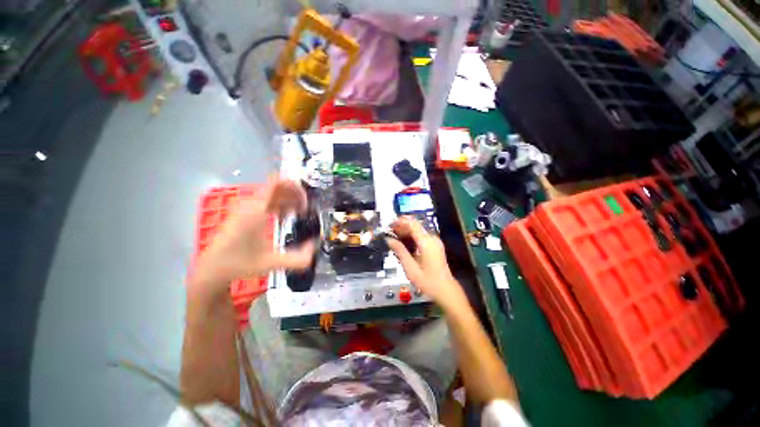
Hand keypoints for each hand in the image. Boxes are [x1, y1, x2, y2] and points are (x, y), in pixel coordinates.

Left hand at [189, 178, 315, 297]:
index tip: (306, 202)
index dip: (295, 187)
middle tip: (305, 209)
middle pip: (277, 186)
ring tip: (298, 213)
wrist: (212, 269)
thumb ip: (298, 258)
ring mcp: (245, 207)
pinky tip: (284, 216)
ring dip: (288, 200)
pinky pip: (265, 200)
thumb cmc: (240, 263)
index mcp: (256, 209)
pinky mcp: (243, 212)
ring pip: (271, 194)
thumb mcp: (273, 263)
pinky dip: (278, 204)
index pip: (276, 182)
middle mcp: (250, 204)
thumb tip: (314, 247)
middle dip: (295, 195)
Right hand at [386, 217, 466, 311]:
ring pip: (418, 230)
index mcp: (426, 242)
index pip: (412, 224)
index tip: (389, 224)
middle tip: (389, 231)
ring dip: (406, 231)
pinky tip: (404, 242)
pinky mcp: (435, 246)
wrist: (446, 290)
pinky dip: (412, 236)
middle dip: (401, 226)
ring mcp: (435, 242)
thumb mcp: (411, 268)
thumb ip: (400, 251)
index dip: (400, 221)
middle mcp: (432, 239)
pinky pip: (421, 236)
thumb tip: (389, 240)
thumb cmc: (428, 281)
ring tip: (394, 236)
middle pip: (415, 225)